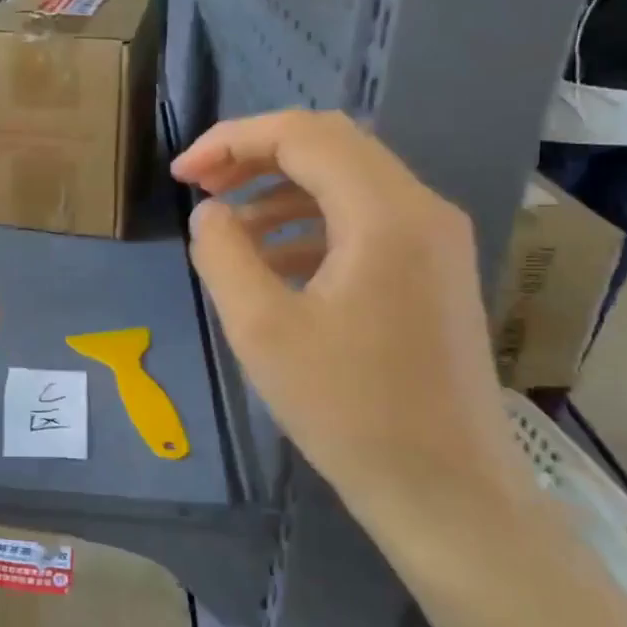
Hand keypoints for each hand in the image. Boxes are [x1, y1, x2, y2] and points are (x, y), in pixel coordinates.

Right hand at [171, 112, 529, 586]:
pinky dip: (309, 225)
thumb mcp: (262, 329)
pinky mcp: (432, 272)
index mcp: (385, 213)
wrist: (446, 491)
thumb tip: (209, 213)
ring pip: (346, 182)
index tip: (181, 175)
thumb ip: (222, 255)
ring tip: (228, 227)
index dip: (231, 141)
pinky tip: (271, 264)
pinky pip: (364, 221)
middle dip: (255, 157)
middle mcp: (421, 209)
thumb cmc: (349, 410)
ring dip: (280, 190)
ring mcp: (435, 241)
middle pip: (329, 146)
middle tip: (201, 187)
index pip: (302, 135)